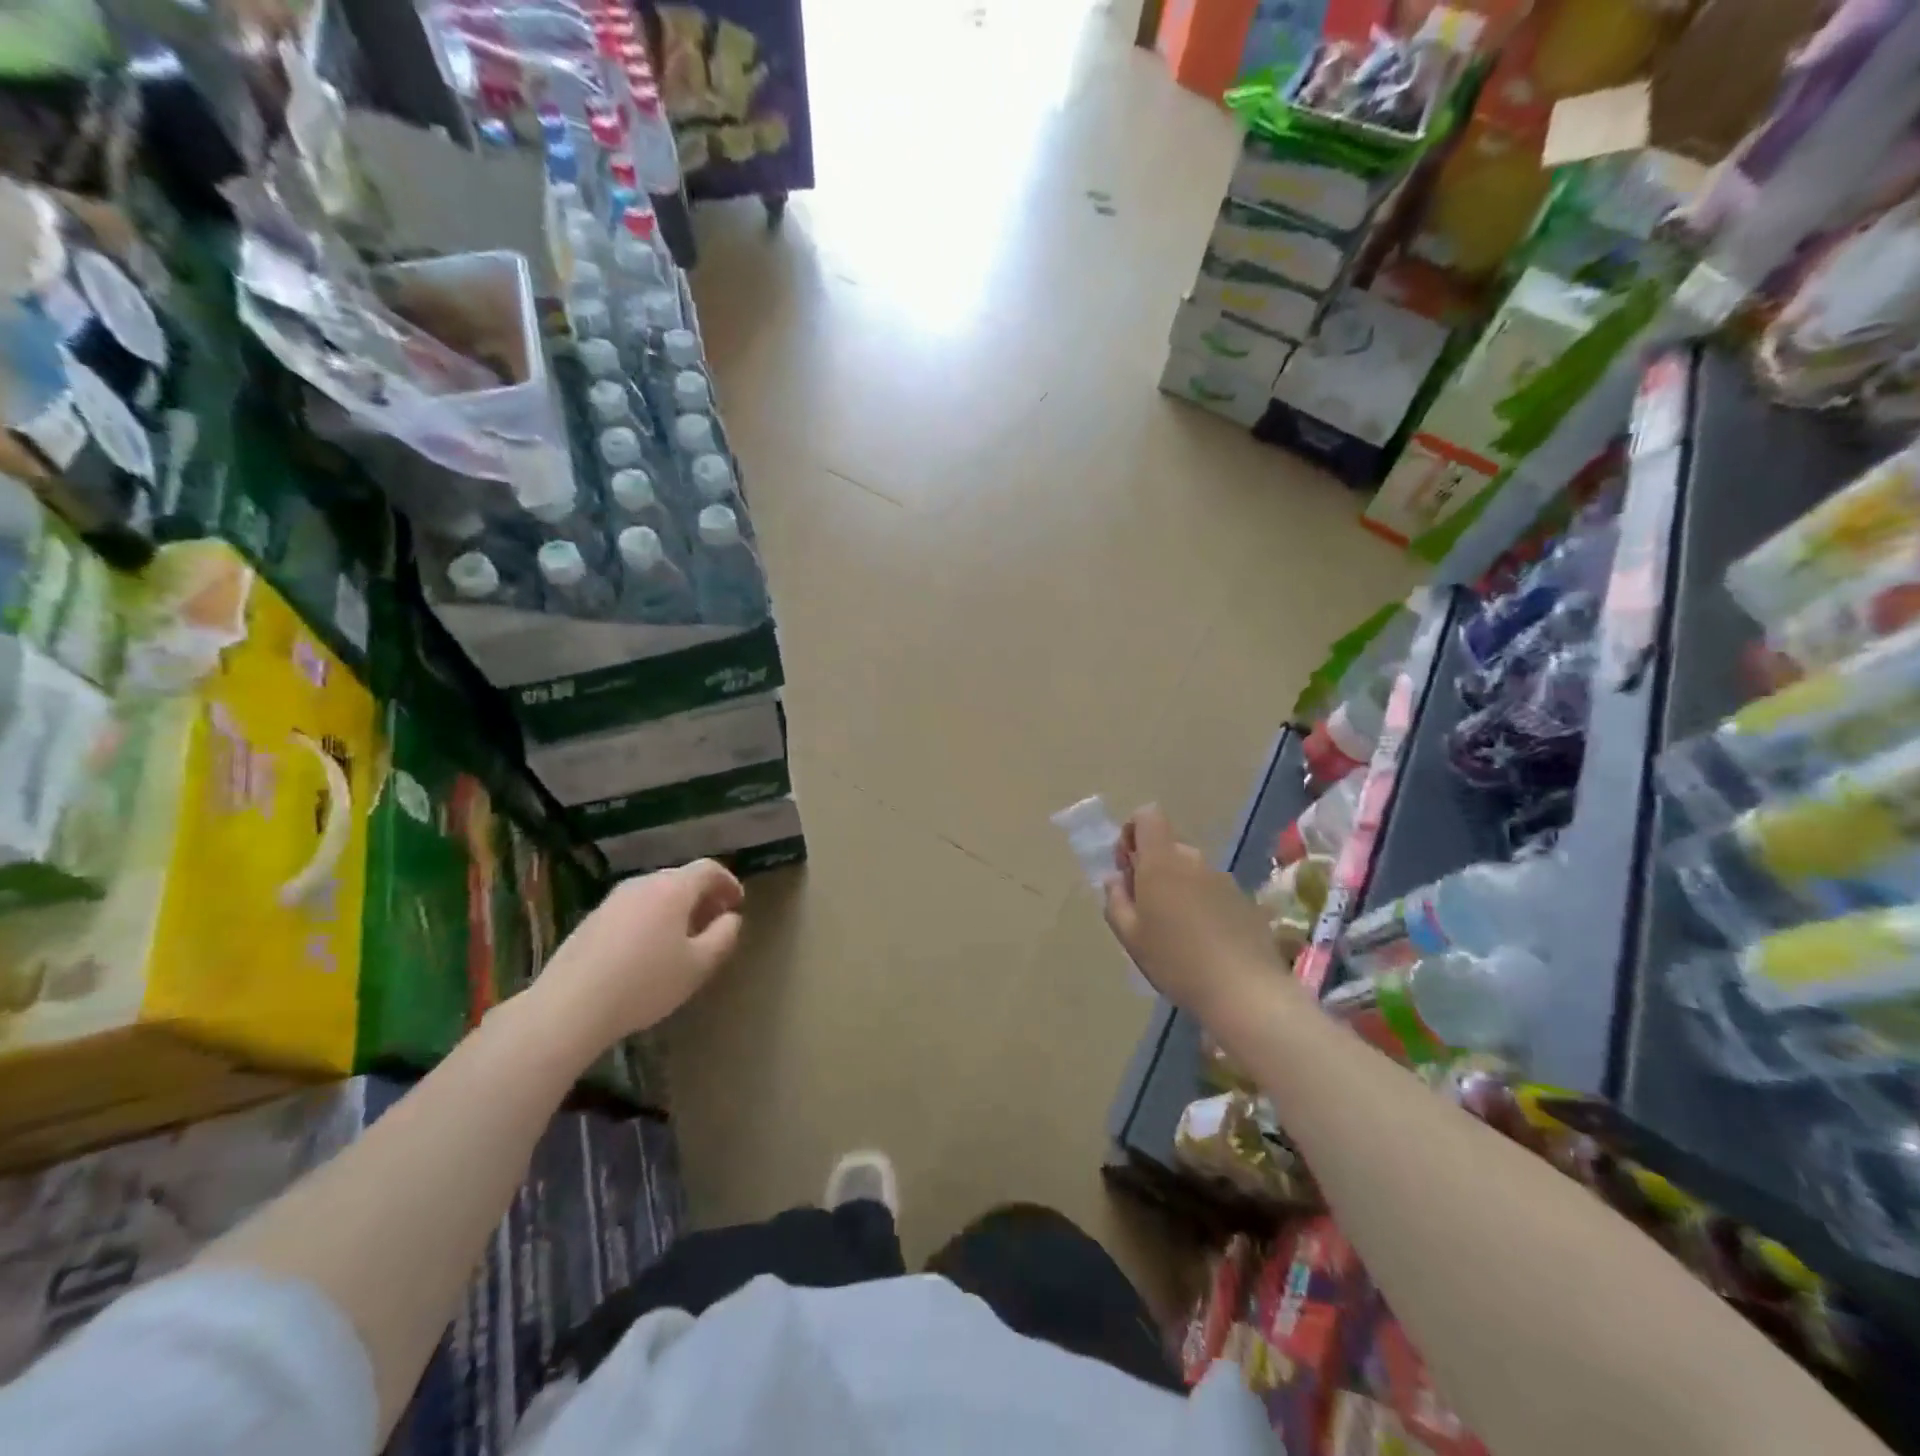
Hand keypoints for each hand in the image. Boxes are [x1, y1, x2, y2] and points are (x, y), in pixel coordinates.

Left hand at [528, 860, 744, 1051]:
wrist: (569, 1006)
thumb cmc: (645, 983)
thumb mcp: (699, 965)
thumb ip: (724, 936)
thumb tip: (731, 918)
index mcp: (673, 888)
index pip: (709, 869)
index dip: (728, 883)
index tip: (737, 904)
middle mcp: (642, 884)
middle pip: (681, 879)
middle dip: (703, 897)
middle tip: (714, 923)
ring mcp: (613, 900)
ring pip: (655, 894)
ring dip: (676, 909)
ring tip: (684, 939)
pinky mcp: (592, 919)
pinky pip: (634, 909)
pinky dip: (652, 919)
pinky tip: (649, 951)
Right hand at [1103, 805, 1282, 1016]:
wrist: (1245, 991)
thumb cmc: (1176, 960)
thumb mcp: (1130, 936)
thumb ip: (1116, 900)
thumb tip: (1116, 879)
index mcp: (1161, 861)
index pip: (1147, 815)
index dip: (1132, 832)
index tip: (1127, 867)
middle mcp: (1193, 860)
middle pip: (1167, 846)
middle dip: (1152, 867)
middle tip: (1146, 909)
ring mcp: (1223, 878)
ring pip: (1190, 870)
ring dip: (1177, 887)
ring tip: (1175, 931)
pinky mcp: (1244, 899)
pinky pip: (1212, 890)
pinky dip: (1202, 904)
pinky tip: (1203, 941)